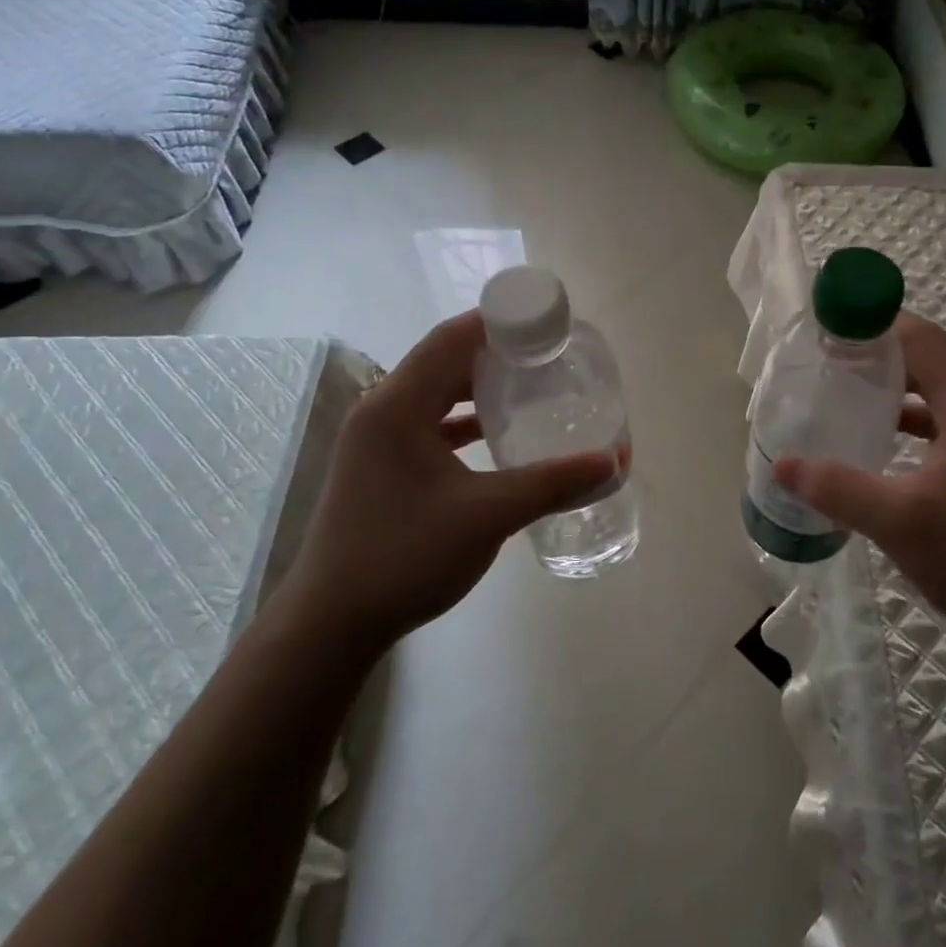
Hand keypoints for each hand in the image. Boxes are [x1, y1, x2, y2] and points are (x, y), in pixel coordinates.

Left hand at [286, 311, 615, 644]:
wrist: (330, 625)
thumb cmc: (404, 557)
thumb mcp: (487, 516)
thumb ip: (552, 484)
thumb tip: (615, 462)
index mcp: (397, 406)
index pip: (451, 338)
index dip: (498, 322)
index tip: (546, 324)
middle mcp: (381, 411)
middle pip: (442, 360)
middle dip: (494, 351)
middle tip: (548, 355)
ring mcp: (376, 440)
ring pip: (434, 392)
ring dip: (477, 385)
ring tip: (528, 385)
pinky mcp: (379, 466)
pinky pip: (427, 423)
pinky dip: (461, 419)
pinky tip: (495, 433)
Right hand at [774, 312, 945, 636]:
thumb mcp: (897, 520)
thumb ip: (836, 488)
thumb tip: (782, 464)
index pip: (920, 339)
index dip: (874, 326)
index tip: (827, 329)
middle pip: (927, 360)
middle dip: (876, 355)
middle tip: (824, 361)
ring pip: (934, 391)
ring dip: (891, 387)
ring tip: (841, 393)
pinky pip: (941, 421)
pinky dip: (908, 418)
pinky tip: (876, 438)